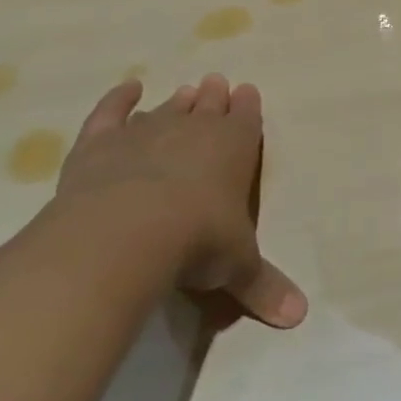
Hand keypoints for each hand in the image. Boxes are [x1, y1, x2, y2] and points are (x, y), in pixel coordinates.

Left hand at [52, 74, 307, 328]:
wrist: (127, 232)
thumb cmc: (198, 242)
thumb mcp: (239, 268)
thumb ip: (265, 286)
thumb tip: (300, 317)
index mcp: (235, 149)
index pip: (246, 120)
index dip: (248, 107)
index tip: (247, 91)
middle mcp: (193, 131)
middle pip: (207, 106)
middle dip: (215, 96)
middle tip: (216, 82)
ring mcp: (145, 132)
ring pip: (166, 109)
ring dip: (177, 101)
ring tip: (184, 91)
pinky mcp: (101, 143)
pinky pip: (111, 113)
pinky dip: (119, 99)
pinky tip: (128, 89)